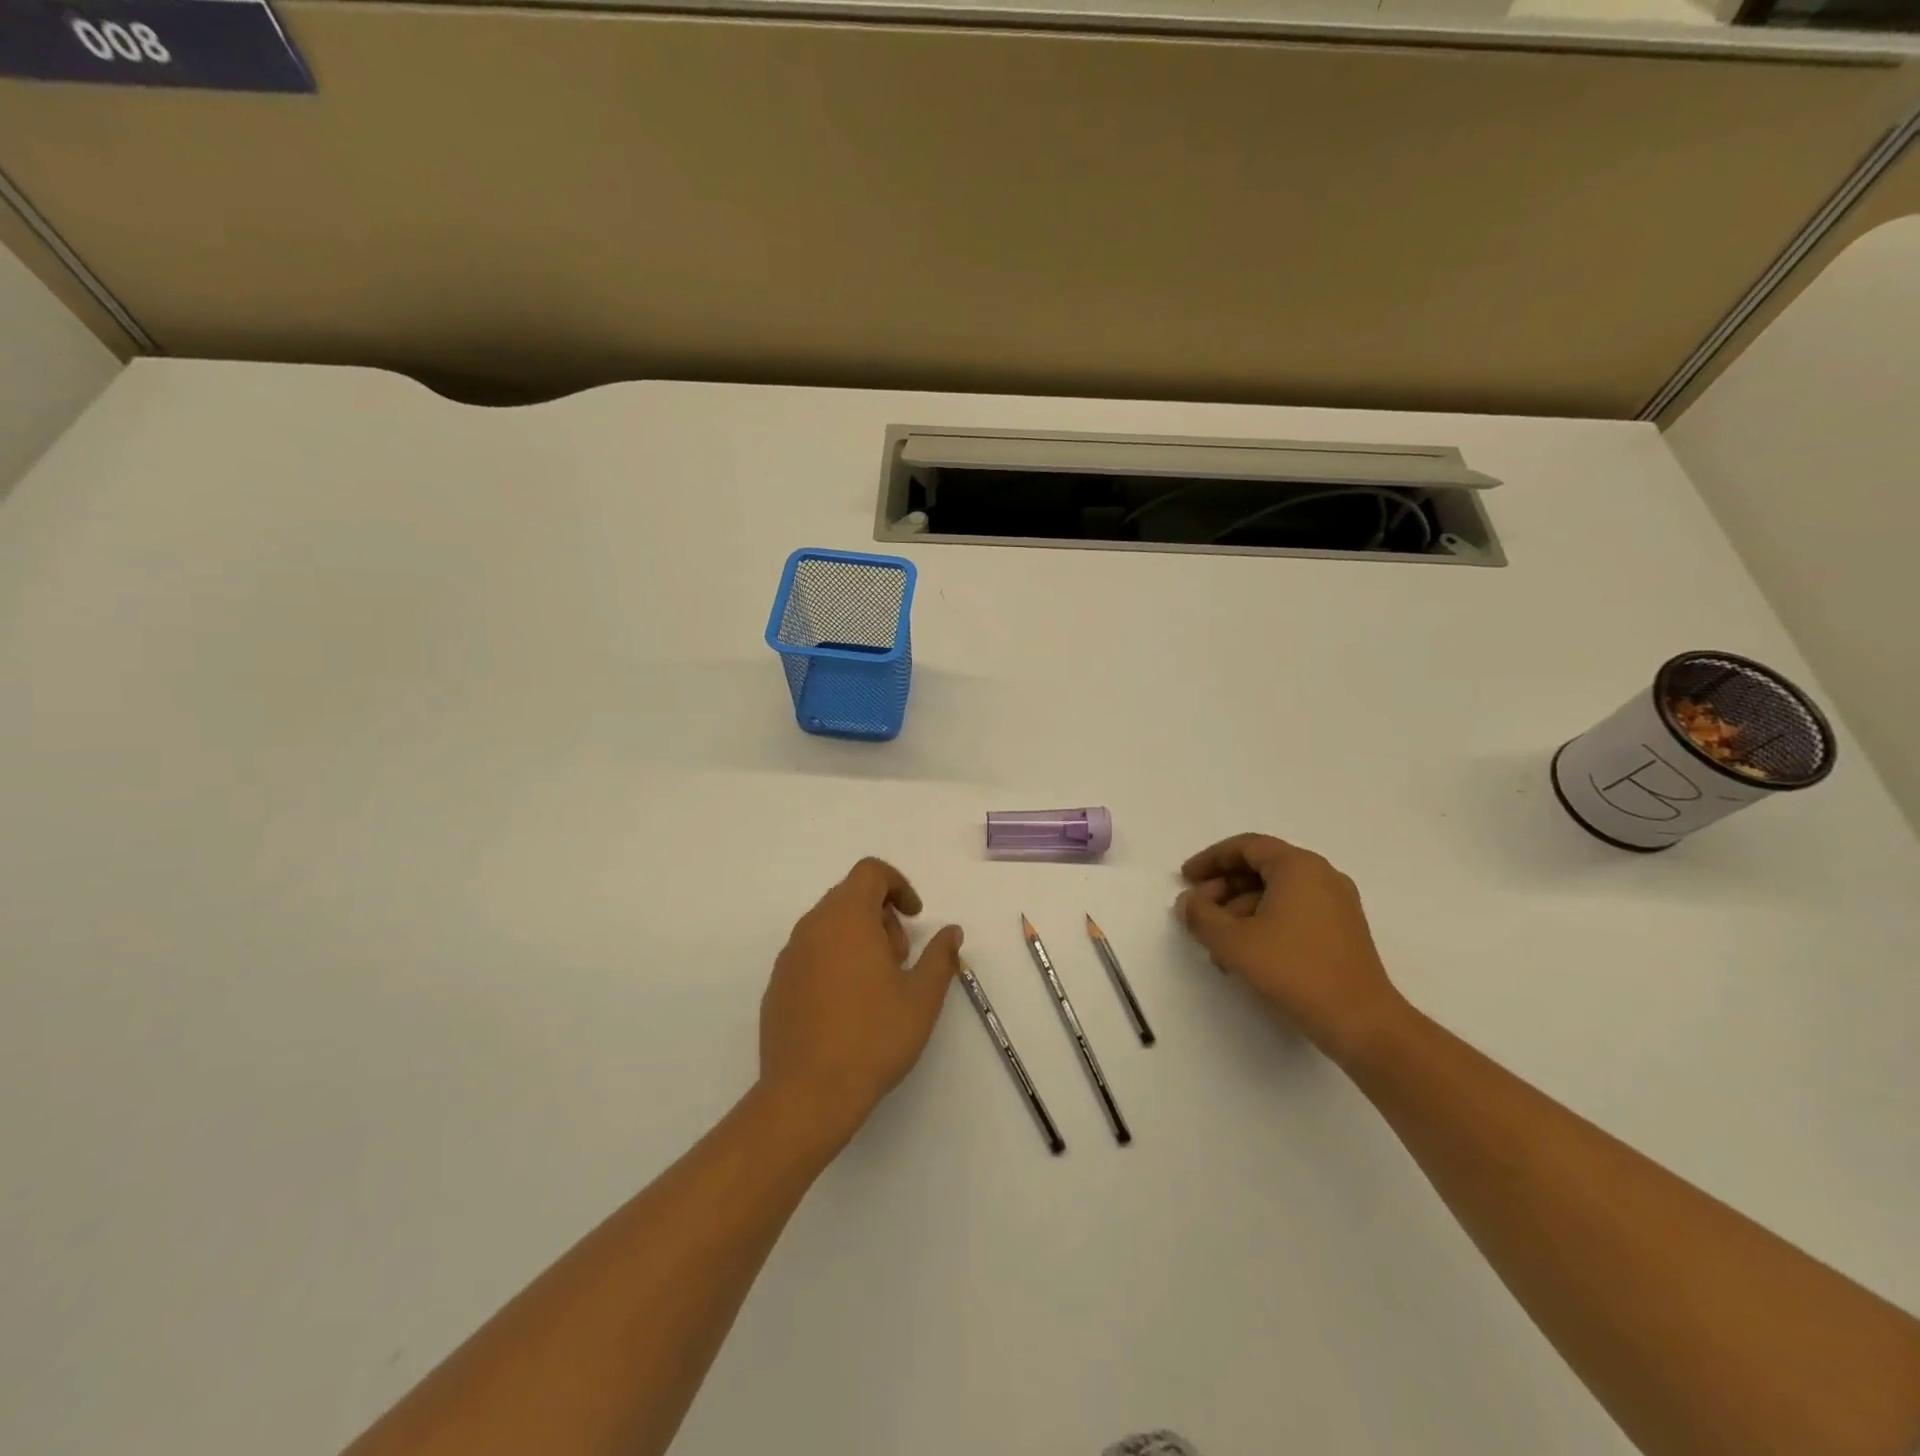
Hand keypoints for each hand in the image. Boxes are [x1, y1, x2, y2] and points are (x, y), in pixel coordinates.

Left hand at [759, 858, 963, 1145]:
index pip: (870, 872)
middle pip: (849, 896)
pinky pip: (810, 954)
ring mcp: (790, 956)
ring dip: (858, 938)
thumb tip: (951, 931)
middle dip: (881, 915)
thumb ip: (940, 956)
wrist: (807, 1094)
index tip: (915, 916)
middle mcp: (813, 927)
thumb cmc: (873, 1037)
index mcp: (847, 918)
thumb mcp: (922, 998)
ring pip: (828, 925)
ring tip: (878, 985)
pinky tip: (848, 1006)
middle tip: (900, 958)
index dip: (898, 885)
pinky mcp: (777, 985)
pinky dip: (834, 960)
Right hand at [1175, 833, 1405, 1060]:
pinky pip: (1293, 912)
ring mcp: (1336, 904)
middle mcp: (1321, 876)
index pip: (1246, 847)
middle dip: (1223, 888)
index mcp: (1298, 866)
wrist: (1361, 1022)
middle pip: (1261, 868)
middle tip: (1197, 912)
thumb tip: (1188, 903)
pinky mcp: (1342, 931)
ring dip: (1239, 911)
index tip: (1185, 880)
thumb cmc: (1294, 970)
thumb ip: (1201, 916)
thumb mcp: (1233, 942)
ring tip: (1216, 943)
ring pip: (1276, 893)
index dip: (1210, 860)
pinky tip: (1245, 954)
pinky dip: (1264, 922)